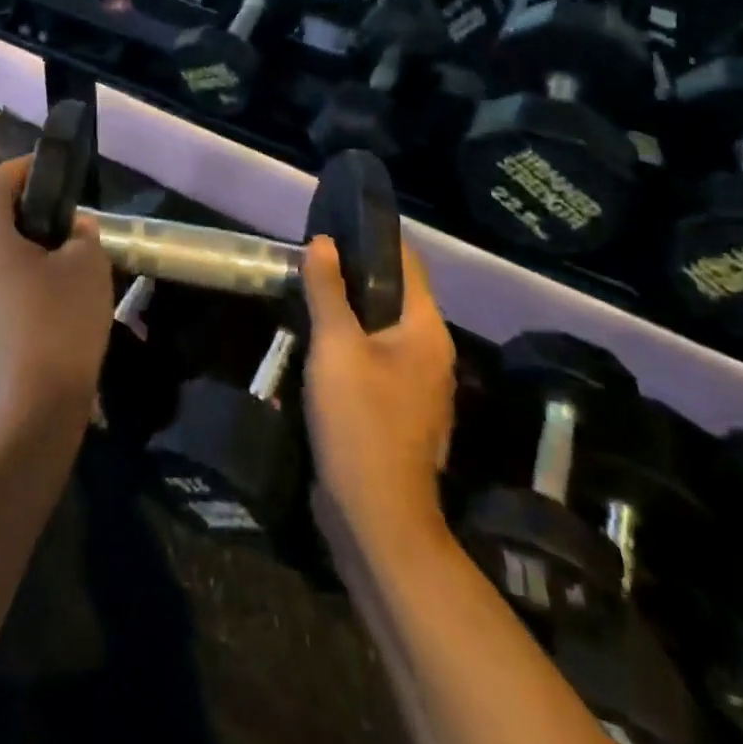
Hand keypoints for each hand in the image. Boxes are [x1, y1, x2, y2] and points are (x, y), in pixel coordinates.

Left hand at [0, 157, 113, 429]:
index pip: (0, 182)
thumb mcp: (88, 266)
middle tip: (69, 229)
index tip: (53, 171)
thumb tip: (74, 231)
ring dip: (23, 261)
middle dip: (30, 220)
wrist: (34, 414)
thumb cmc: (62, 323)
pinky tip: (47, 319)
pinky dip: (16, 296)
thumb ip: (83, 235)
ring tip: (63, 276)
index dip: (28, 168)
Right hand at [301, 238, 455, 553]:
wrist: (377, 518)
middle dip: (356, 276)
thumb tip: (324, 242)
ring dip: (351, 312)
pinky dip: (353, 345)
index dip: (375, 240)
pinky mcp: (400, 413)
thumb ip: (329, 291)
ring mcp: (419, 387)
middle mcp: (432, 353)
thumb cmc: (360, 422)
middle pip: (396, 296)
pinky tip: (320, 346)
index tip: (336, 225)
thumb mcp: (336, 348)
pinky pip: (377, 361)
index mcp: (426, 330)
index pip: (408, 263)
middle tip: (312, 260)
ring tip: (310, 295)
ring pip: (384, 330)